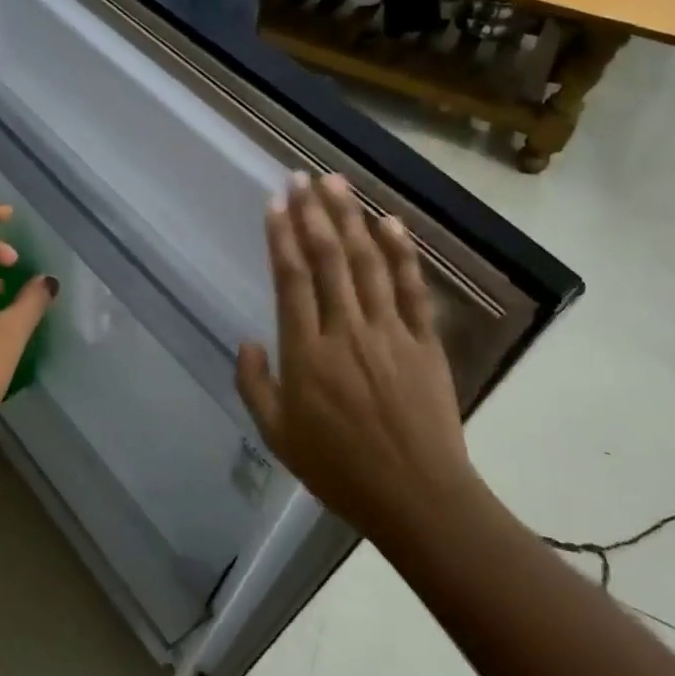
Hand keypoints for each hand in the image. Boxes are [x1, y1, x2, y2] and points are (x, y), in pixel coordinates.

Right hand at [235, 174, 478, 540]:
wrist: (418, 498)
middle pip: (328, 259)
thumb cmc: (339, 469)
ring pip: (367, 262)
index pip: (291, 279)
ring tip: (336, 184)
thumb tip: (249, 340)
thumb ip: (255, 385)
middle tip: (301, 177)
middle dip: (312, 213)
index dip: (281, 236)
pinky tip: (389, 221)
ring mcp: (390, 332)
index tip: (275, 202)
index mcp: (307, 353)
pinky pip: (412, 288)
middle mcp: (346, 331)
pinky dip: (402, 252)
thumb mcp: (278, 436)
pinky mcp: (424, 341)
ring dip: (350, 218)